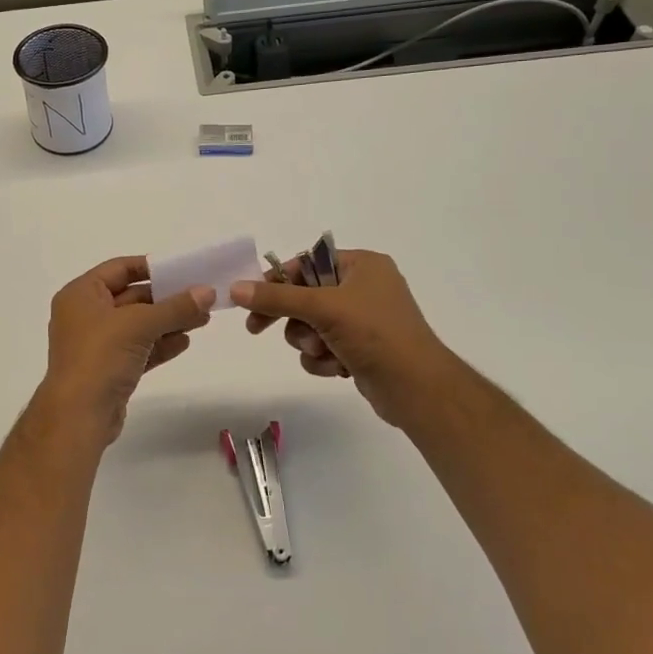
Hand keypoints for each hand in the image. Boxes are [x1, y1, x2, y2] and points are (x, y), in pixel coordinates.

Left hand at [33, 256, 214, 449]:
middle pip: (131, 297)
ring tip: (203, 319)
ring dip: (168, 322)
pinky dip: (159, 344)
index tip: (182, 269)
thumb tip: (207, 291)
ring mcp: (96, 344)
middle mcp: (85, 314)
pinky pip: (138, 348)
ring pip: (137, 325)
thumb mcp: (139, 324)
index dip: (150, 267)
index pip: (119, 268)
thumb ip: (175, 307)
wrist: (79, 416)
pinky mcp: (108, 369)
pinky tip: (185, 342)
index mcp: (81, 294)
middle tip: (202, 297)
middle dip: (166, 298)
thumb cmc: (100, 357)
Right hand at [230, 248, 452, 431]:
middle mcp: (364, 288)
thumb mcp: (323, 308)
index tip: (252, 299)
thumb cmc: (375, 335)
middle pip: (305, 296)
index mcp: (362, 266)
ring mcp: (364, 321)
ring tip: (324, 352)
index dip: (278, 281)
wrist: (418, 389)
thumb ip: (277, 298)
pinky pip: (324, 347)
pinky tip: (338, 369)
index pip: (307, 263)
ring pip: (311, 326)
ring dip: (309, 342)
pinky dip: (324, 359)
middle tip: (256, 329)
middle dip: (292, 318)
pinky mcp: (361, 350)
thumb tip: (235, 288)